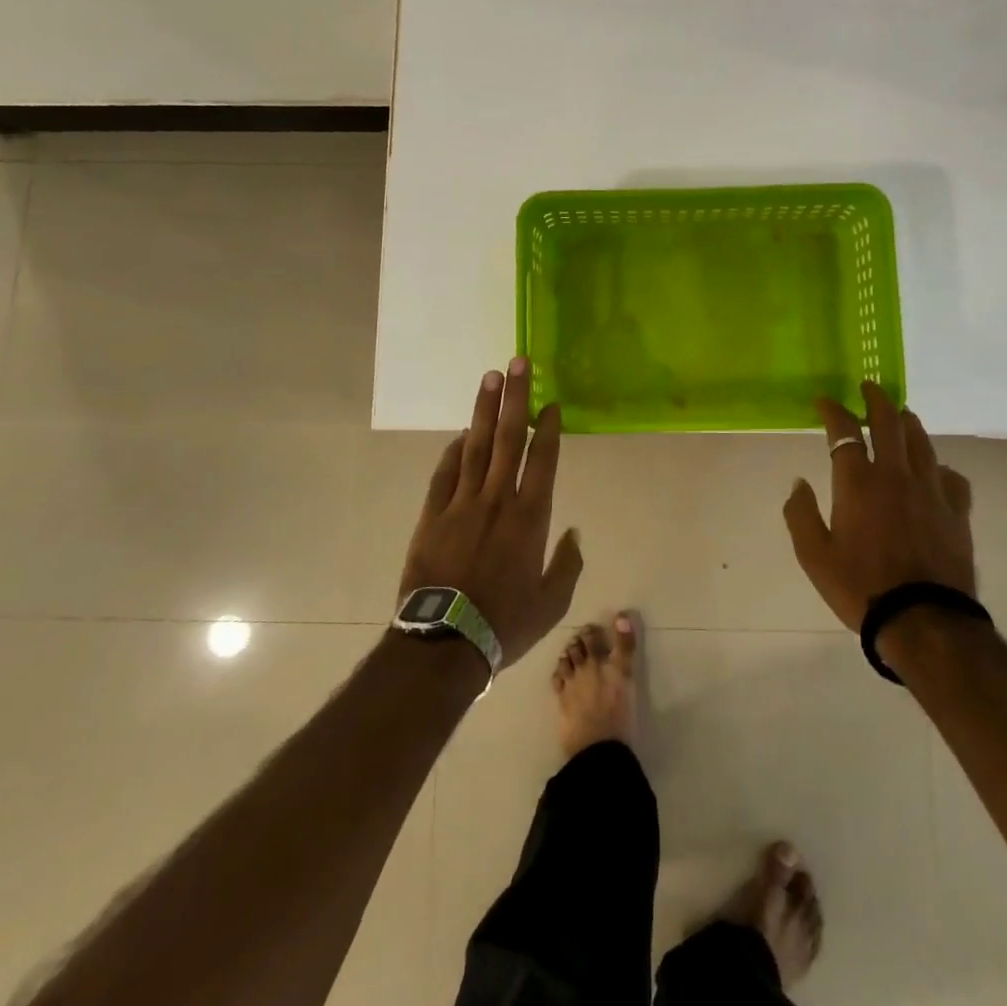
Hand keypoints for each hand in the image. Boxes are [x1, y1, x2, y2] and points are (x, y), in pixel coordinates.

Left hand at [399, 358, 582, 667]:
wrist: (444, 643)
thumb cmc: (505, 623)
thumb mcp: (552, 603)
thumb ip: (567, 564)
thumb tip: (574, 533)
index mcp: (530, 517)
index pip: (542, 459)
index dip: (548, 427)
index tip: (550, 401)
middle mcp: (496, 499)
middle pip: (508, 438)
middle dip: (514, 398)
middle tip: (516, 363)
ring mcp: (461, 504)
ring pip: (475, 447)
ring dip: (484, 411)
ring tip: (489, 378)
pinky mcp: (432, 516)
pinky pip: (444, 474)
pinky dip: (453, 451)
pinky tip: (460, 434)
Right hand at [782, 382, 975, 631]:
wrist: (923, 621)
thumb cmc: (860, 587)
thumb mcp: (813, 555)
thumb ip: (800, 514)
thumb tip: (798, 483)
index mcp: (858, 482)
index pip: (844, 431)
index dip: (833, 410)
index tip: (825, 402)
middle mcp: (895, 475)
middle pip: (889, 423)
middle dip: (876, 400)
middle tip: (870, 387)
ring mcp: (931, 491)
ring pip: (922, 443)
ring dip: (908, 423)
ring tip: (901, 415)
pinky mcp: (956, 512)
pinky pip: (952, 477)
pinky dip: (940, 467)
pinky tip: (936, 471)